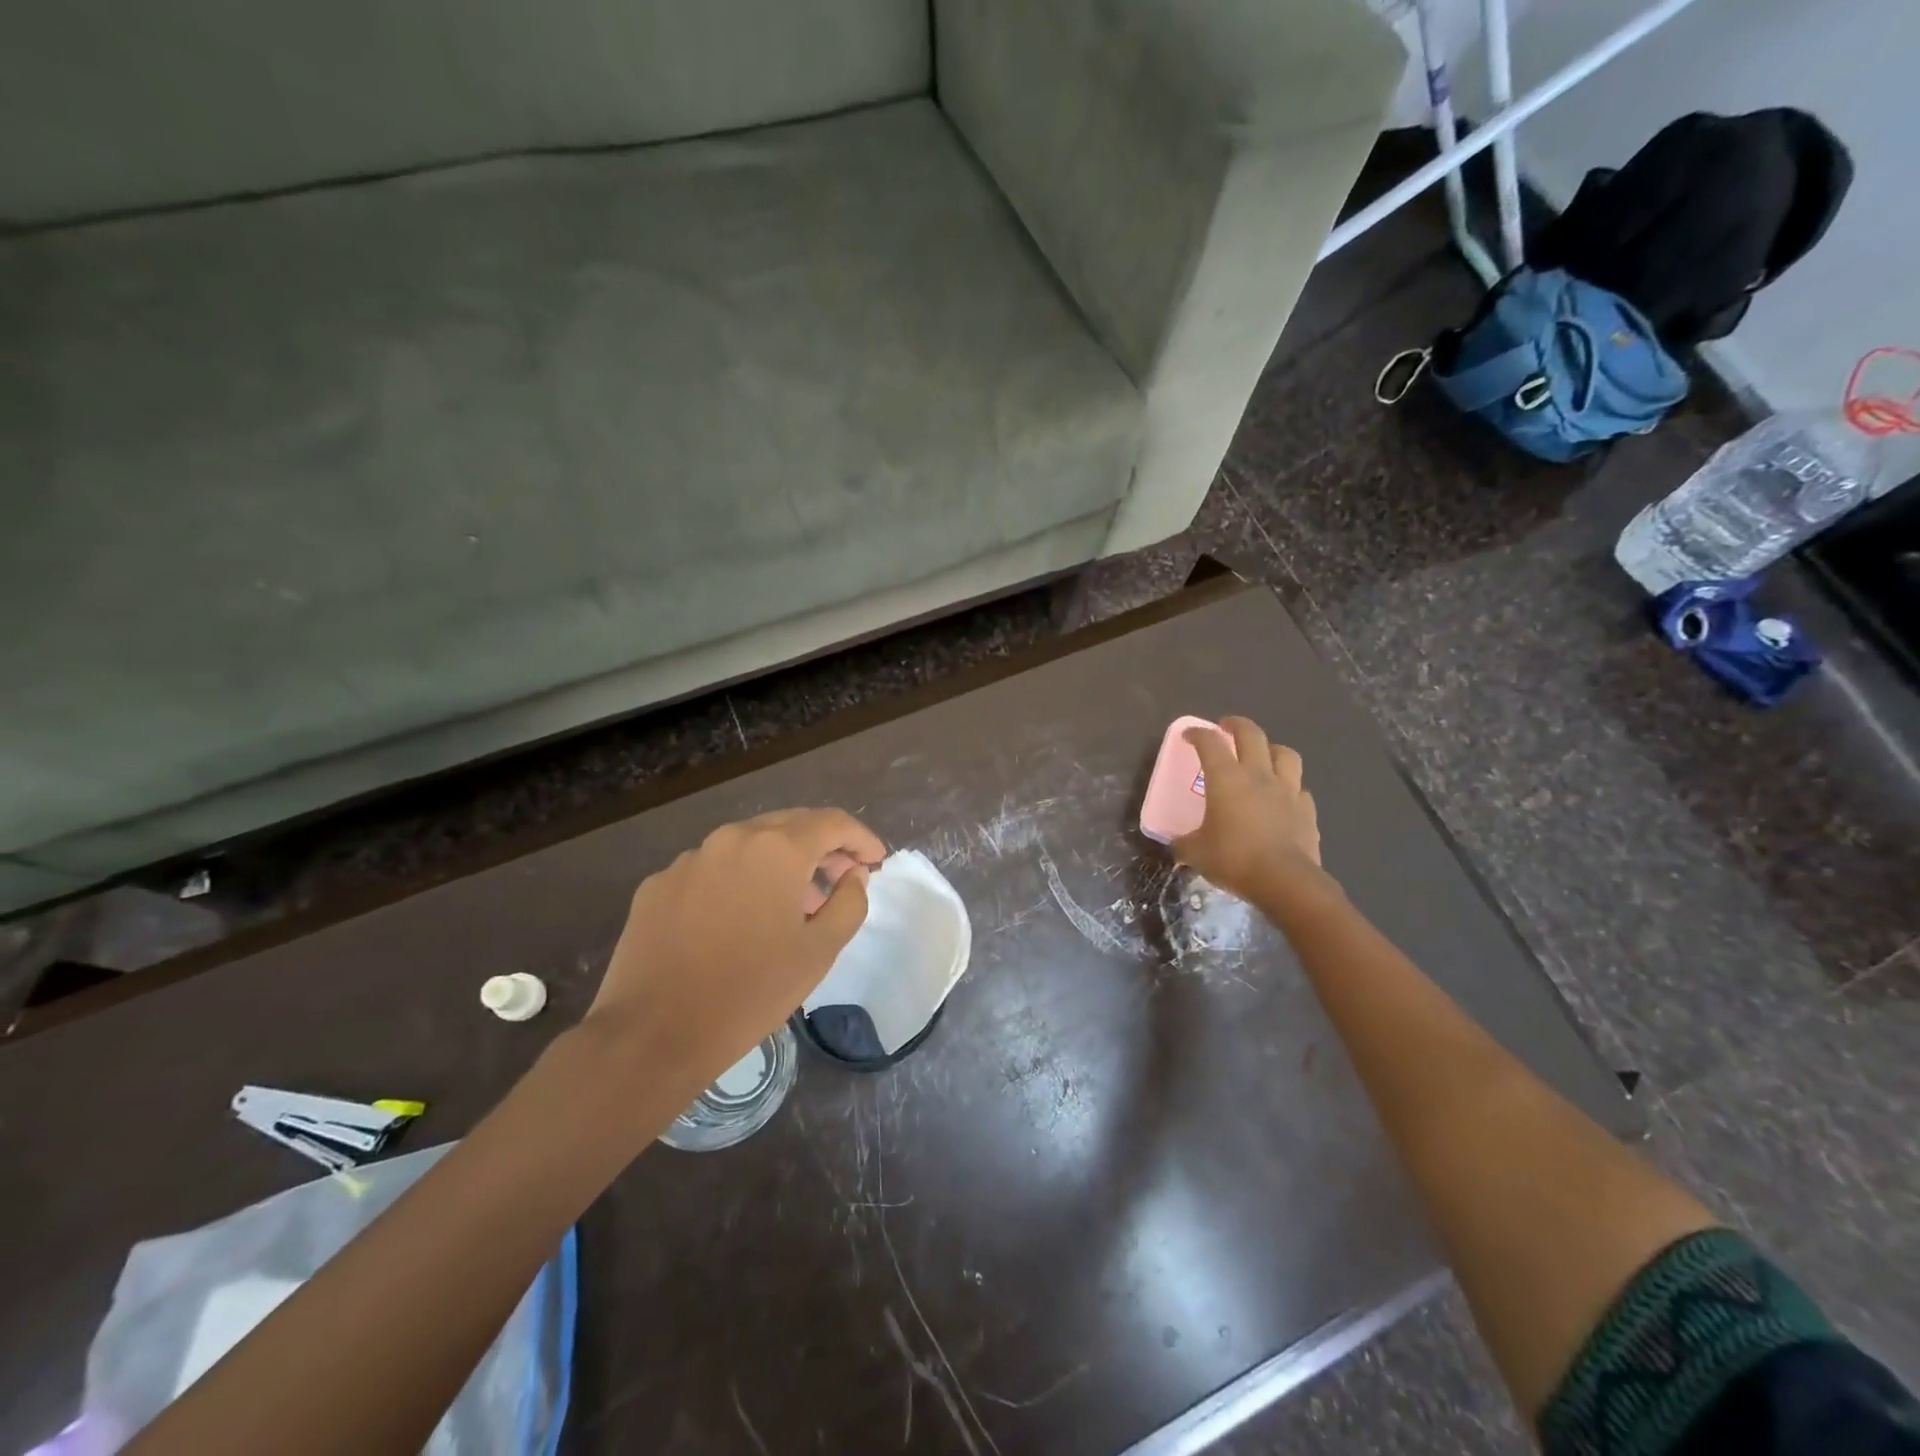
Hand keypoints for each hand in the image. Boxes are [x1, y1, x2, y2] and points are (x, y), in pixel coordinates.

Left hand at [587, 809, 885, 1093]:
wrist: (653, 1034)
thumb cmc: (750, 992)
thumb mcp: (819, 952)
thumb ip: (849, 903)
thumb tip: (852, 877)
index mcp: (776, 849)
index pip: (832, 823)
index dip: (860, 838)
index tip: (875, 861)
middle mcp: (731, 839)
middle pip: (789, 825)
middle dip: (822, 847)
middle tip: (840, 879)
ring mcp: (689, 859)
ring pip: (748, 846)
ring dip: (779, 863)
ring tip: (792, 903)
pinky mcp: (658, 884)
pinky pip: (711, 869)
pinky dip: (738, 881)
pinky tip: (739, 920)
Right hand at [1173, 717, 1325, 904]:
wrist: (1286, 881)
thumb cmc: (1234, 860)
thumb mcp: (1195, 853)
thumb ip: (1184, 843)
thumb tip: (1177, 844)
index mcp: (1226, 779)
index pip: (1210, 743)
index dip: (1197, 734)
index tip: (1189, 736)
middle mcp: (1258, 775)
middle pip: (1251, 734)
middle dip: (1236, 725)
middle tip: (1226, 727)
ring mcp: (1287, 790)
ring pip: (1285, 754)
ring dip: (1271, 749)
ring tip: (1263, 755)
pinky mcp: (1307, 810)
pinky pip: (1299, 788)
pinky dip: (1290, 786)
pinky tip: (1283, 796)